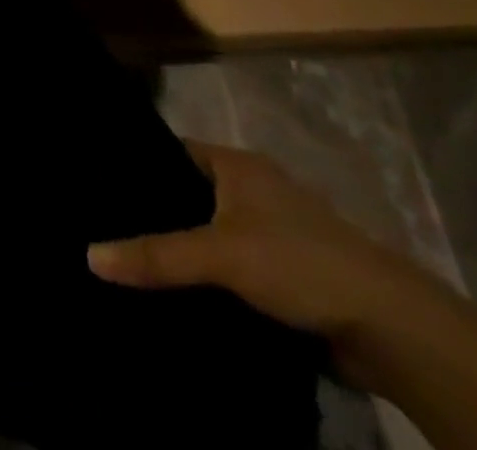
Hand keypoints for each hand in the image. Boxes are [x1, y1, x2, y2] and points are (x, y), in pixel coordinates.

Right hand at [87, 142, 465, 393]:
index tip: (98, 184)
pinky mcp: (282, 275)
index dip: (137, 164)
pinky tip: (174, 300)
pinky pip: (229, 270)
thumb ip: (157, 255)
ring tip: (127, 266)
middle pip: (189, 195)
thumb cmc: (298, 262)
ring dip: (181, 253)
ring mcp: (269, 232)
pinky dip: (206, 282)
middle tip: (102, 230)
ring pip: (209, 235)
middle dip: (154, 215)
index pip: (173, 151)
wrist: (387, 324)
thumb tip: (89, 254)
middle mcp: (251, 188)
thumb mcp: (221, 254)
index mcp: (236, 164)